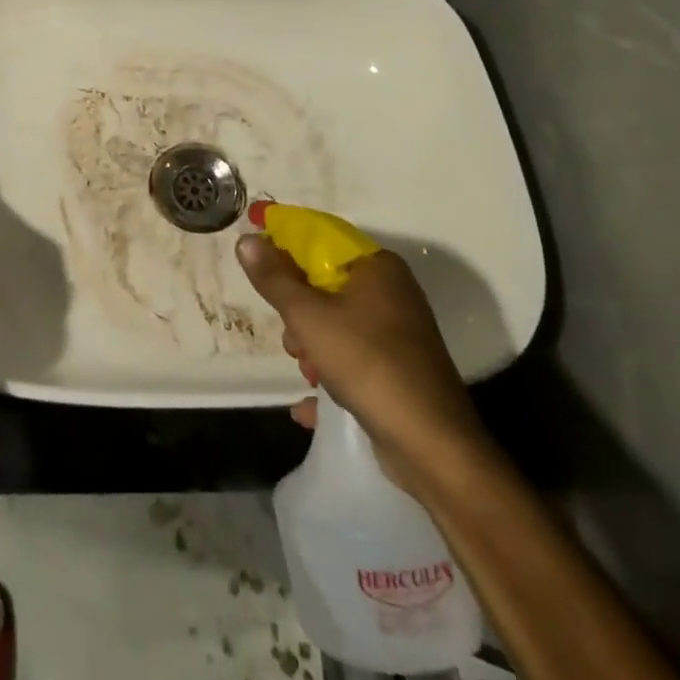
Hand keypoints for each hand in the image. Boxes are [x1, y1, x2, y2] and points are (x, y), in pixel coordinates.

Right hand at [237, 235, 488, 490]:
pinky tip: (310, 401)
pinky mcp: (400, 367)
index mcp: (376, 266)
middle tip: (288, 334)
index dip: (282, 234)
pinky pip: (353, 355)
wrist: (433, 445)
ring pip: (336, 321)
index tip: (251, 234)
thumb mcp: (308, 317)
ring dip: (311, 343)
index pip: (320, 235)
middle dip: (297, 307)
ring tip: (306, 370)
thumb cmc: (367, 363)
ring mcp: (398, 331)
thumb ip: (274, 278)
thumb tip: (247, 240)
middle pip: (325, 282)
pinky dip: (330, 370)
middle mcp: (391, 291)